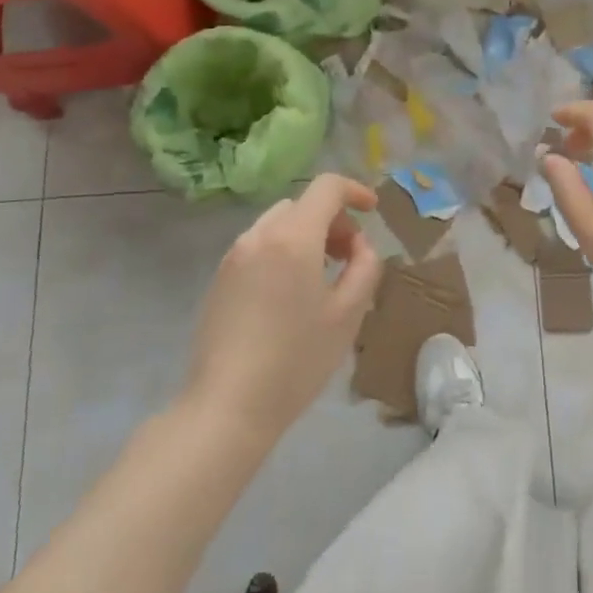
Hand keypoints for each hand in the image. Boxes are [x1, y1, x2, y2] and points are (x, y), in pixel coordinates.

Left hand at [185, 175, 382, 443]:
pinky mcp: (219, 277)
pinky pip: (259, 246)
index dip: (354, 190)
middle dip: (332, 219)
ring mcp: (234, 255)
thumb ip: (365, 266)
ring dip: (307, 235)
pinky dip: (283, 251)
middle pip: (302, 205)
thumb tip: (358, 245)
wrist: (227, 405)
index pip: (326, 187)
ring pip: (279, 224)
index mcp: (293, 237)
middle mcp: (259, 235)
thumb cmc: (296, 360)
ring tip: (322, 276)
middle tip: (350, 257)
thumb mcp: (348, 314)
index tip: (372, 210)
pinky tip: (290, 294)